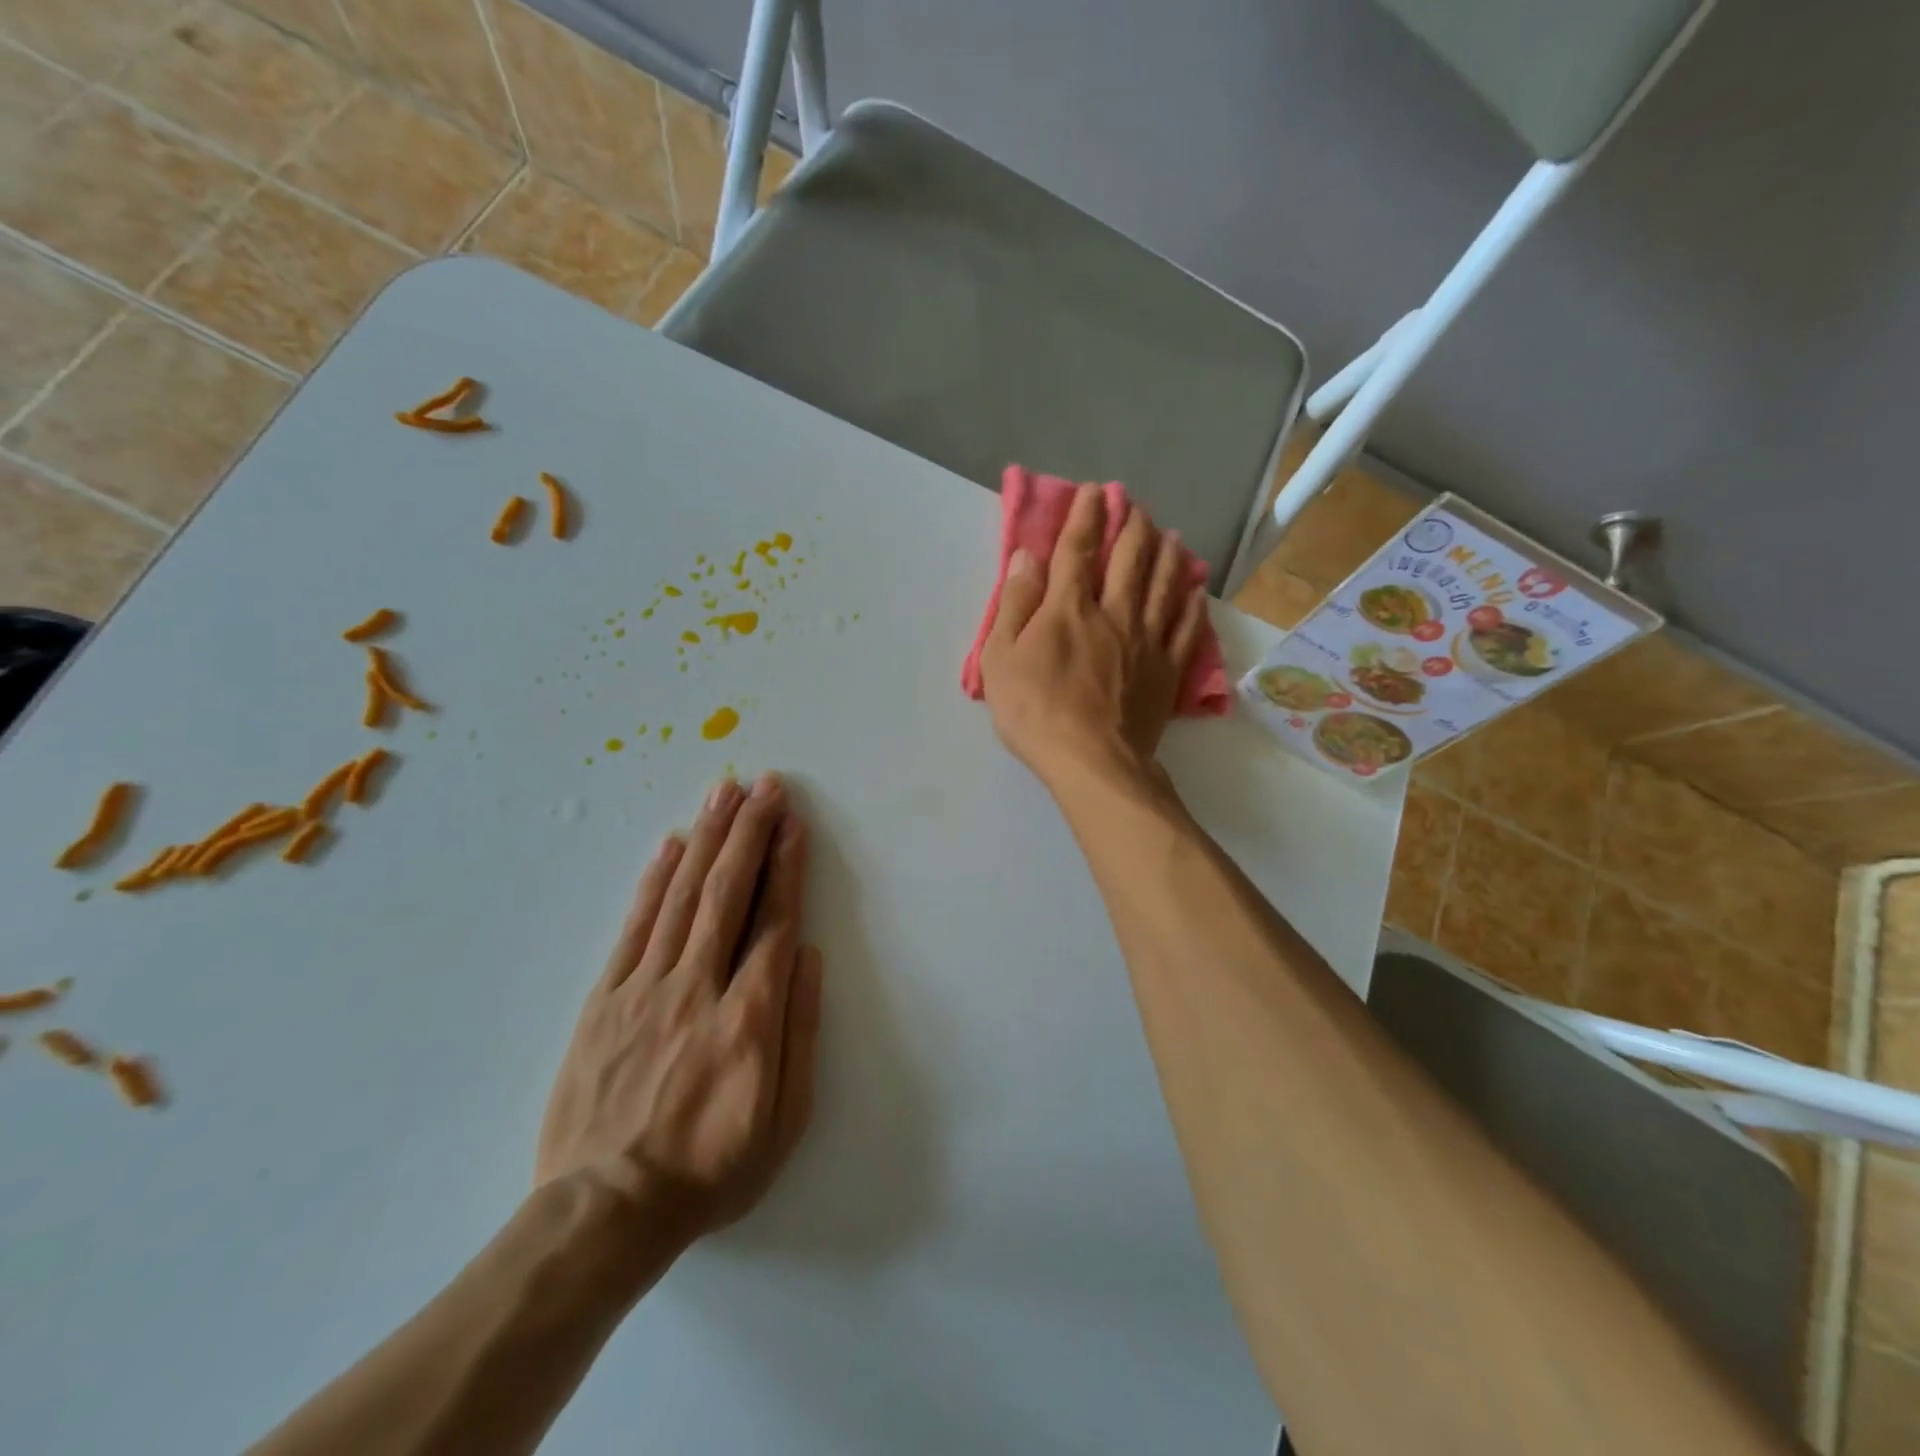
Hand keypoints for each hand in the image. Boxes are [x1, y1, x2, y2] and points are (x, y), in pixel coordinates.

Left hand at [535, 774, 822, 1252]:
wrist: (604, 1213)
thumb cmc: (710, 1170)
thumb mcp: (784, 1122)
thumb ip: (800, 1032)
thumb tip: (806, 956)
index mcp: (748, 1017)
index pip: (773, 920)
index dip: (786, 864)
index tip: (793, 821)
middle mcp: (697, 987)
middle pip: (728, 892)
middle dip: (749, 831)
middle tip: (764, 784)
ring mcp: (644, 988)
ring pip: (682, 896)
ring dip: (707, 839)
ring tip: (724, 793)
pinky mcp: (604, 998)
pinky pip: (633, 926)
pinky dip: (654, 879)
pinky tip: (670, 843)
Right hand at [979, 485, 1207, 789]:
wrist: (1092, 761)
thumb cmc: (1035, 712)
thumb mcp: (1001, 658)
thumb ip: (1015, 604)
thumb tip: (1026, 557)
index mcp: (1069, 608)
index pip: (1076, 549)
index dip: (1084, 515)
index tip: (1093, 491)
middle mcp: (1113, 613)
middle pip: (1128, 559)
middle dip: (1131, 525)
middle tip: (1135, 504)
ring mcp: (1147, 640)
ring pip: (1163, 585)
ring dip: (1166, 554)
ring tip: (1170, 534)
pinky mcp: (1168, 670)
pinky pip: (1187, 627)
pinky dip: (1192, 603)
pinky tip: (1196, 588)